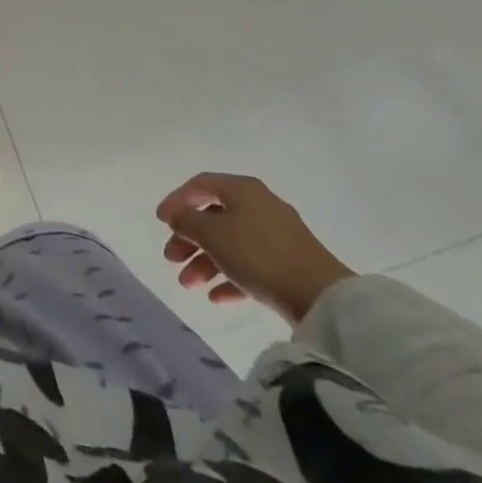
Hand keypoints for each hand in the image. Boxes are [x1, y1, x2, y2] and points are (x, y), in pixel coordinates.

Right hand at [156, 173, 353, 324]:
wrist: (320, 297)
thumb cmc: (258, 254)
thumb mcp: (212, 234)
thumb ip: (187, 221)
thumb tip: (176, 214)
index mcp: (242, 189)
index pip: (200, 185)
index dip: (177, 200)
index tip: (160, 221)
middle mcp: (259, 206)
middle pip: (214, 217)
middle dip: (189, 239)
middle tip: (171, 259)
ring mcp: (276, 236)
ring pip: (230, 243)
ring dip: (205, 262)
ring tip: (189, 285)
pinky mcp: (288, 264)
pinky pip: (250, 265)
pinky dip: (230, 277)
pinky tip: (216, 297)